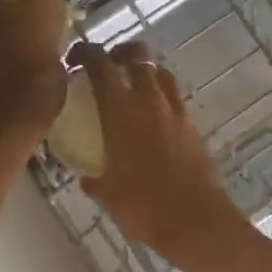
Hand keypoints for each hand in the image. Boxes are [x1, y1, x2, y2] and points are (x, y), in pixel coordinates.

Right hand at [73, 40, 251, 261]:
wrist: (197, 219)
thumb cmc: (144, 206)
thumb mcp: (109, 195)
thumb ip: (95, 181)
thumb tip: (87, 178)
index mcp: (120, 110)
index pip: (100, 64)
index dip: (85, 52)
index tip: (74, 58)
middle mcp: (149, 101)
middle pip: (138, 55)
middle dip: (121, 52)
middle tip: (108, 65)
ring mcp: (175, 111)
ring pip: (161, 73)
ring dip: (146, 72)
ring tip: (134, 88)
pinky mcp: (193, 126)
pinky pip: (175, 99)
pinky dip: (162, 98)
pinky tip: (154, 120)